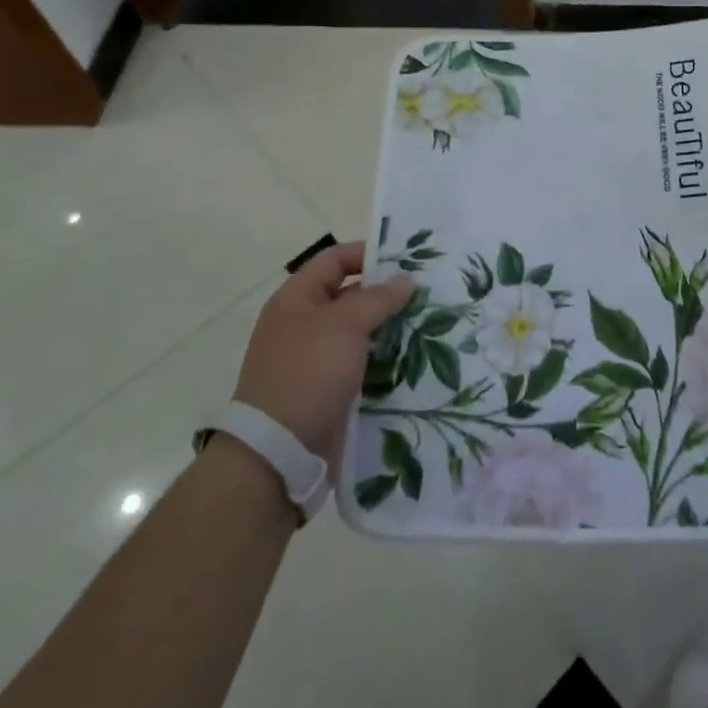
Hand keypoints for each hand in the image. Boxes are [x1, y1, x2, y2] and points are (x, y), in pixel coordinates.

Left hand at [234, 241, 413, 466]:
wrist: (277, 453)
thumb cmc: (308, 374)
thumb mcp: (345, 325)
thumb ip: (378, 298)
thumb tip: (405, 279)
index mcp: (296, 299)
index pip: (335, 260)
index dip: (369, 254)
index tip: (408, 260)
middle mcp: (304, 324)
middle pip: (351, 295)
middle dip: (387, 294)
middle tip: (428, 293)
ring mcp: (316, 359)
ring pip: (361, 333)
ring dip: (391, 329)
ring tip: (431, 325)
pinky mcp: (329, 390)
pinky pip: (362, 364)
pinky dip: (385, 360)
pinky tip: (415, 359)